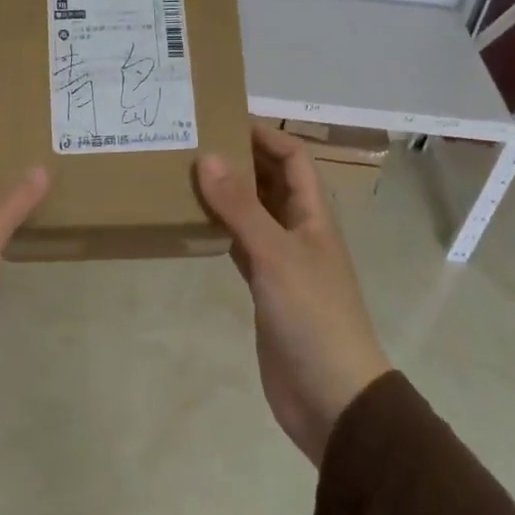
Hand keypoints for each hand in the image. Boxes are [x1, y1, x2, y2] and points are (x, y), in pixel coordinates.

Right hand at [196, 125, 391, 464]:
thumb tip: (206, 156)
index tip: (221, 117)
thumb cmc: (312, 316)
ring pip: (252, 212)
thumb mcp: (275, 255)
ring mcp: (282, 260)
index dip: (264, 133)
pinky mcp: (265, 288)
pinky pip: (240, 245)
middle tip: (192, 141)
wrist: (331, 397)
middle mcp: (299, 230)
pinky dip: (219, 229)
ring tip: (183, 173)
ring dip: (226, 193)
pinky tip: (192, 222)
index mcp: (313, 214)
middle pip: (271, 180)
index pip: (292, 156)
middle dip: (239, 158)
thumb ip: (240, 207)